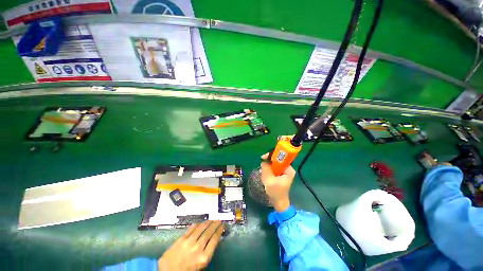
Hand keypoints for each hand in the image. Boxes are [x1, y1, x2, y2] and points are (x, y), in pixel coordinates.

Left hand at [158, 221, 224, 270]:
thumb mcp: (200, 266)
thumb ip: (207, 253)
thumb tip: (213, 240)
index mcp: (204, 257)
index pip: (215, 240)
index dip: (219, 231)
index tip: (222, 226)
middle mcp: (198, 248)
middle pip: (209, 232)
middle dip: (215, 225)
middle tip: (219, 220)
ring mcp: (189, 242)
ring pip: (201, 229)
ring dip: (207, 223)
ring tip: (212, 220)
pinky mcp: (181, 240)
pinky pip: (191, 229)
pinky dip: (196, 225)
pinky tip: (200, 223)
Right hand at [260, 153, 295, 211]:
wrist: (279, 203)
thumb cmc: (275, 192)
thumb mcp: (269, 179)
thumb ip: (266, 168)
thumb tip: (263, 161)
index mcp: (289, 169)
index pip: (281, 157)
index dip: (272, 155)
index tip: (264, 157)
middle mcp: (288, 169)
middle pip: (277, 160)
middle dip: (269, 161)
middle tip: (262, 163)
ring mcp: (284, 172)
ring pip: (275, 164)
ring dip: (268, 166)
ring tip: (263, 171)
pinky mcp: (281, 174)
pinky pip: (274, 168)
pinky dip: (269, 169)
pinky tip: (266, 174)